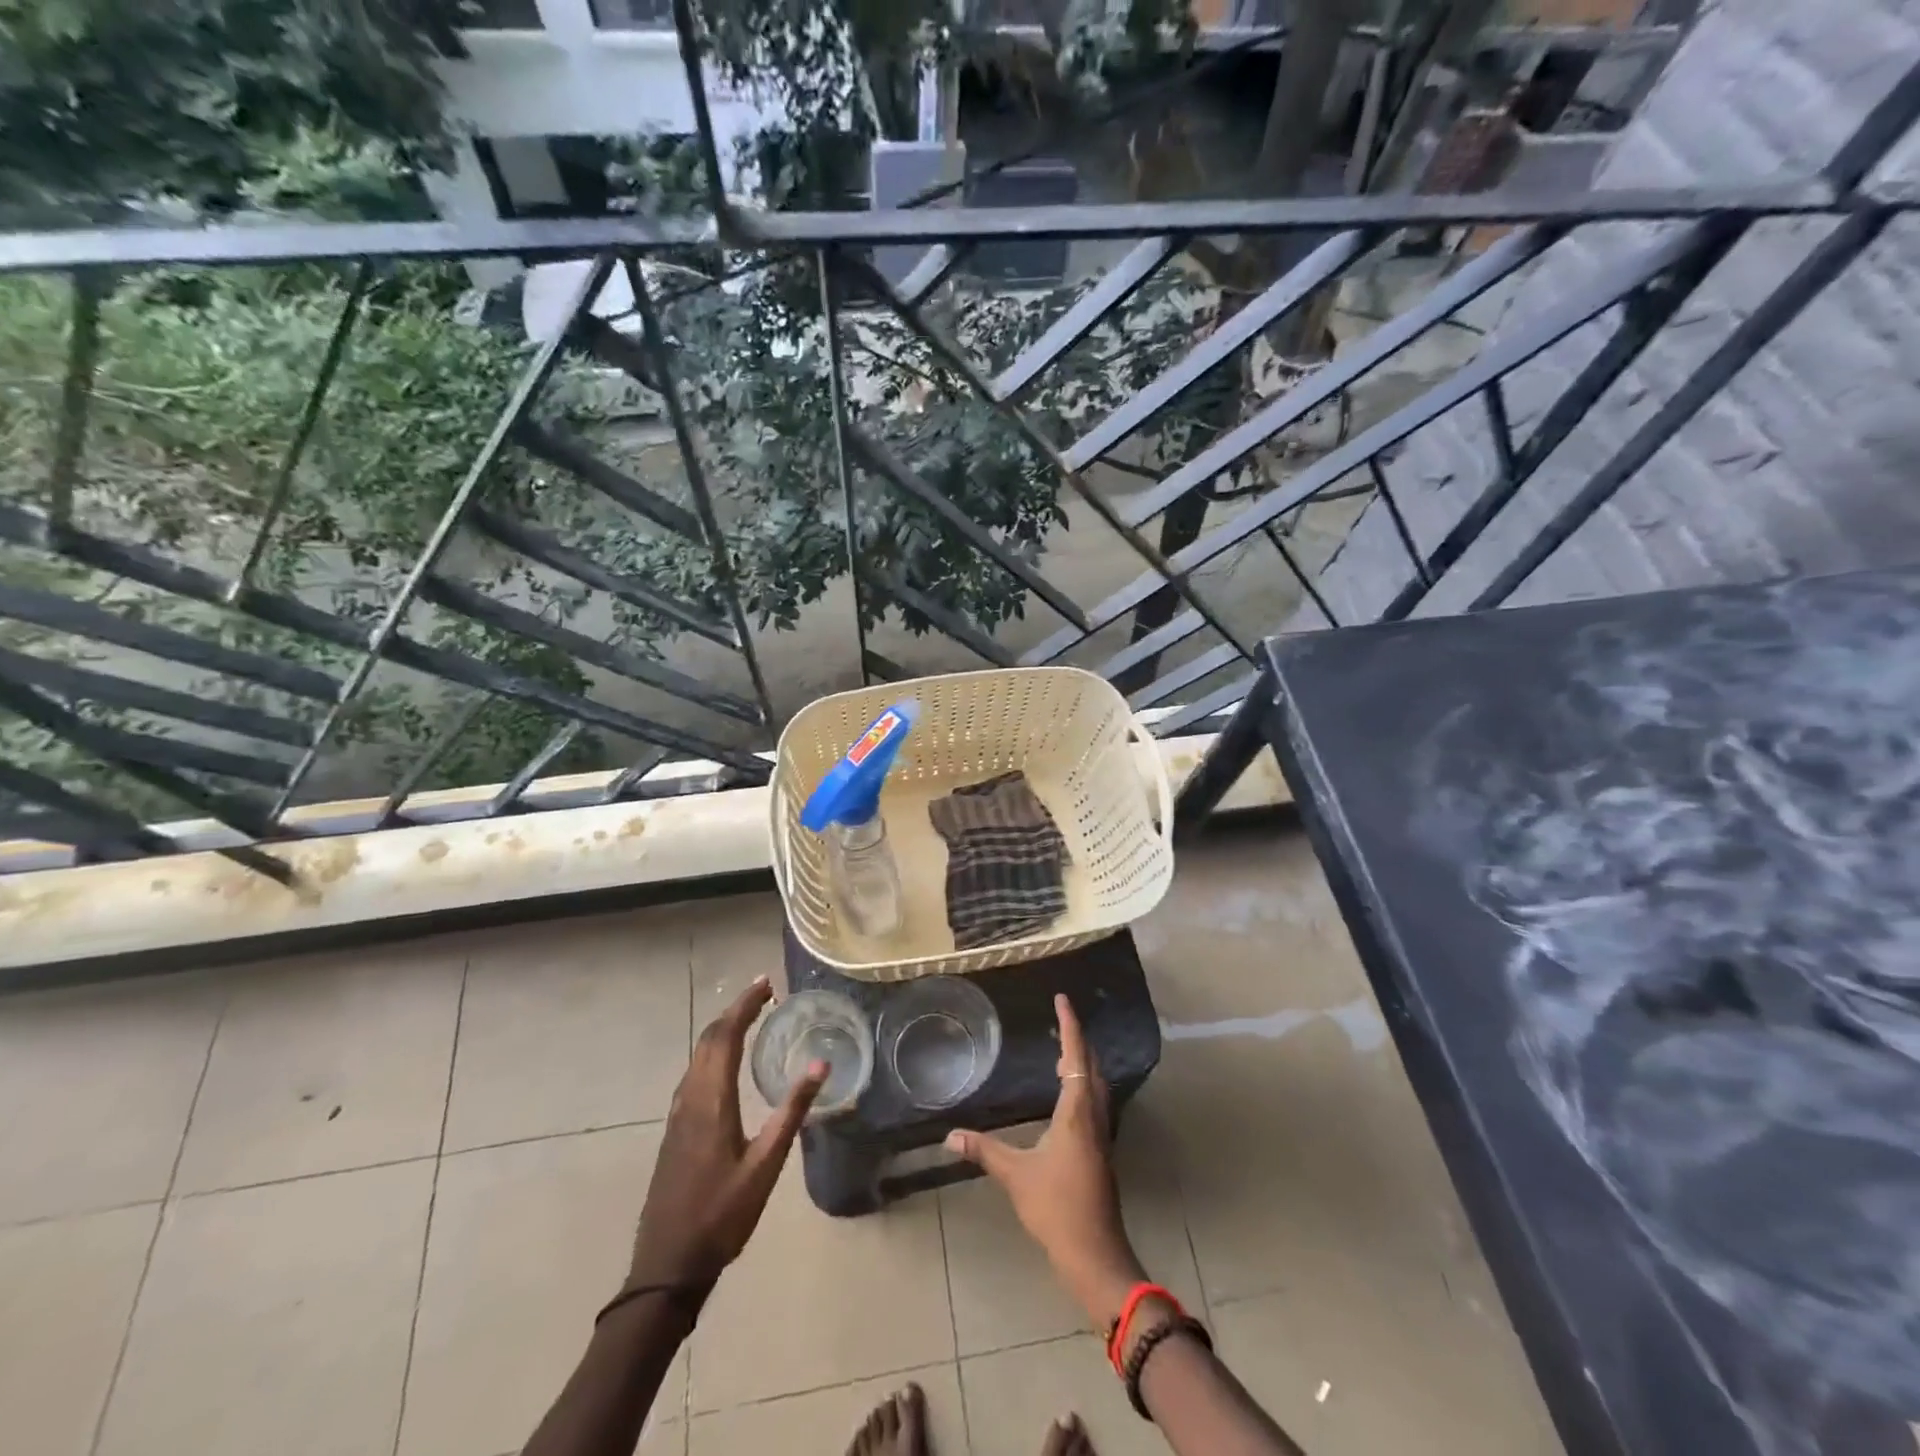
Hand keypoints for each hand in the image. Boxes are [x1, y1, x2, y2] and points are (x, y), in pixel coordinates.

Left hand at [626, 977, 823, 1292]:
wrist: (666, 1265)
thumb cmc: (722, 1216)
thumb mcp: (765, 1165)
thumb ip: (791, 1112)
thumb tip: (820, 1064)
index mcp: (711, 1101)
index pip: (726, 1036)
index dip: (745, 1005)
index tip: (766, 984)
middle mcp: (690, 1098)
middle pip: (708, 1039)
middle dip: (734, 1010)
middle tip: (763, 993)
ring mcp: (677, 1114)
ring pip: (697, 1055)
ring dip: (721, 1029)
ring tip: (748, 1017)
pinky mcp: (675, 1129)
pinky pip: (693, 1073)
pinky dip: (712, 1051)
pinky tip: (724, 1062)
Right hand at [945, 993, 1145, 1327]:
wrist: (1095, 1253)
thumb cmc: (1057, 1207)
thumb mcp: (1016, 1175)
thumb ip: (984, 1151)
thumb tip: (950, 1135)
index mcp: (1077, 1112)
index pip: (1076, 1056)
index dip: (1070, 1026)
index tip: (1063, 1000)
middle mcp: (1094, 1116)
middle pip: (1092, 1066)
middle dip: (1078, 1040)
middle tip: (1061, 1020)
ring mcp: (1102, 1135)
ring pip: (1097, 1085)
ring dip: (1083, 1063)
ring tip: (1064, 1051)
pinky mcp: (1101, 1151)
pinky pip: (1095, 1102)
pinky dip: (1084, 1084)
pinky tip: (1069, 1095)